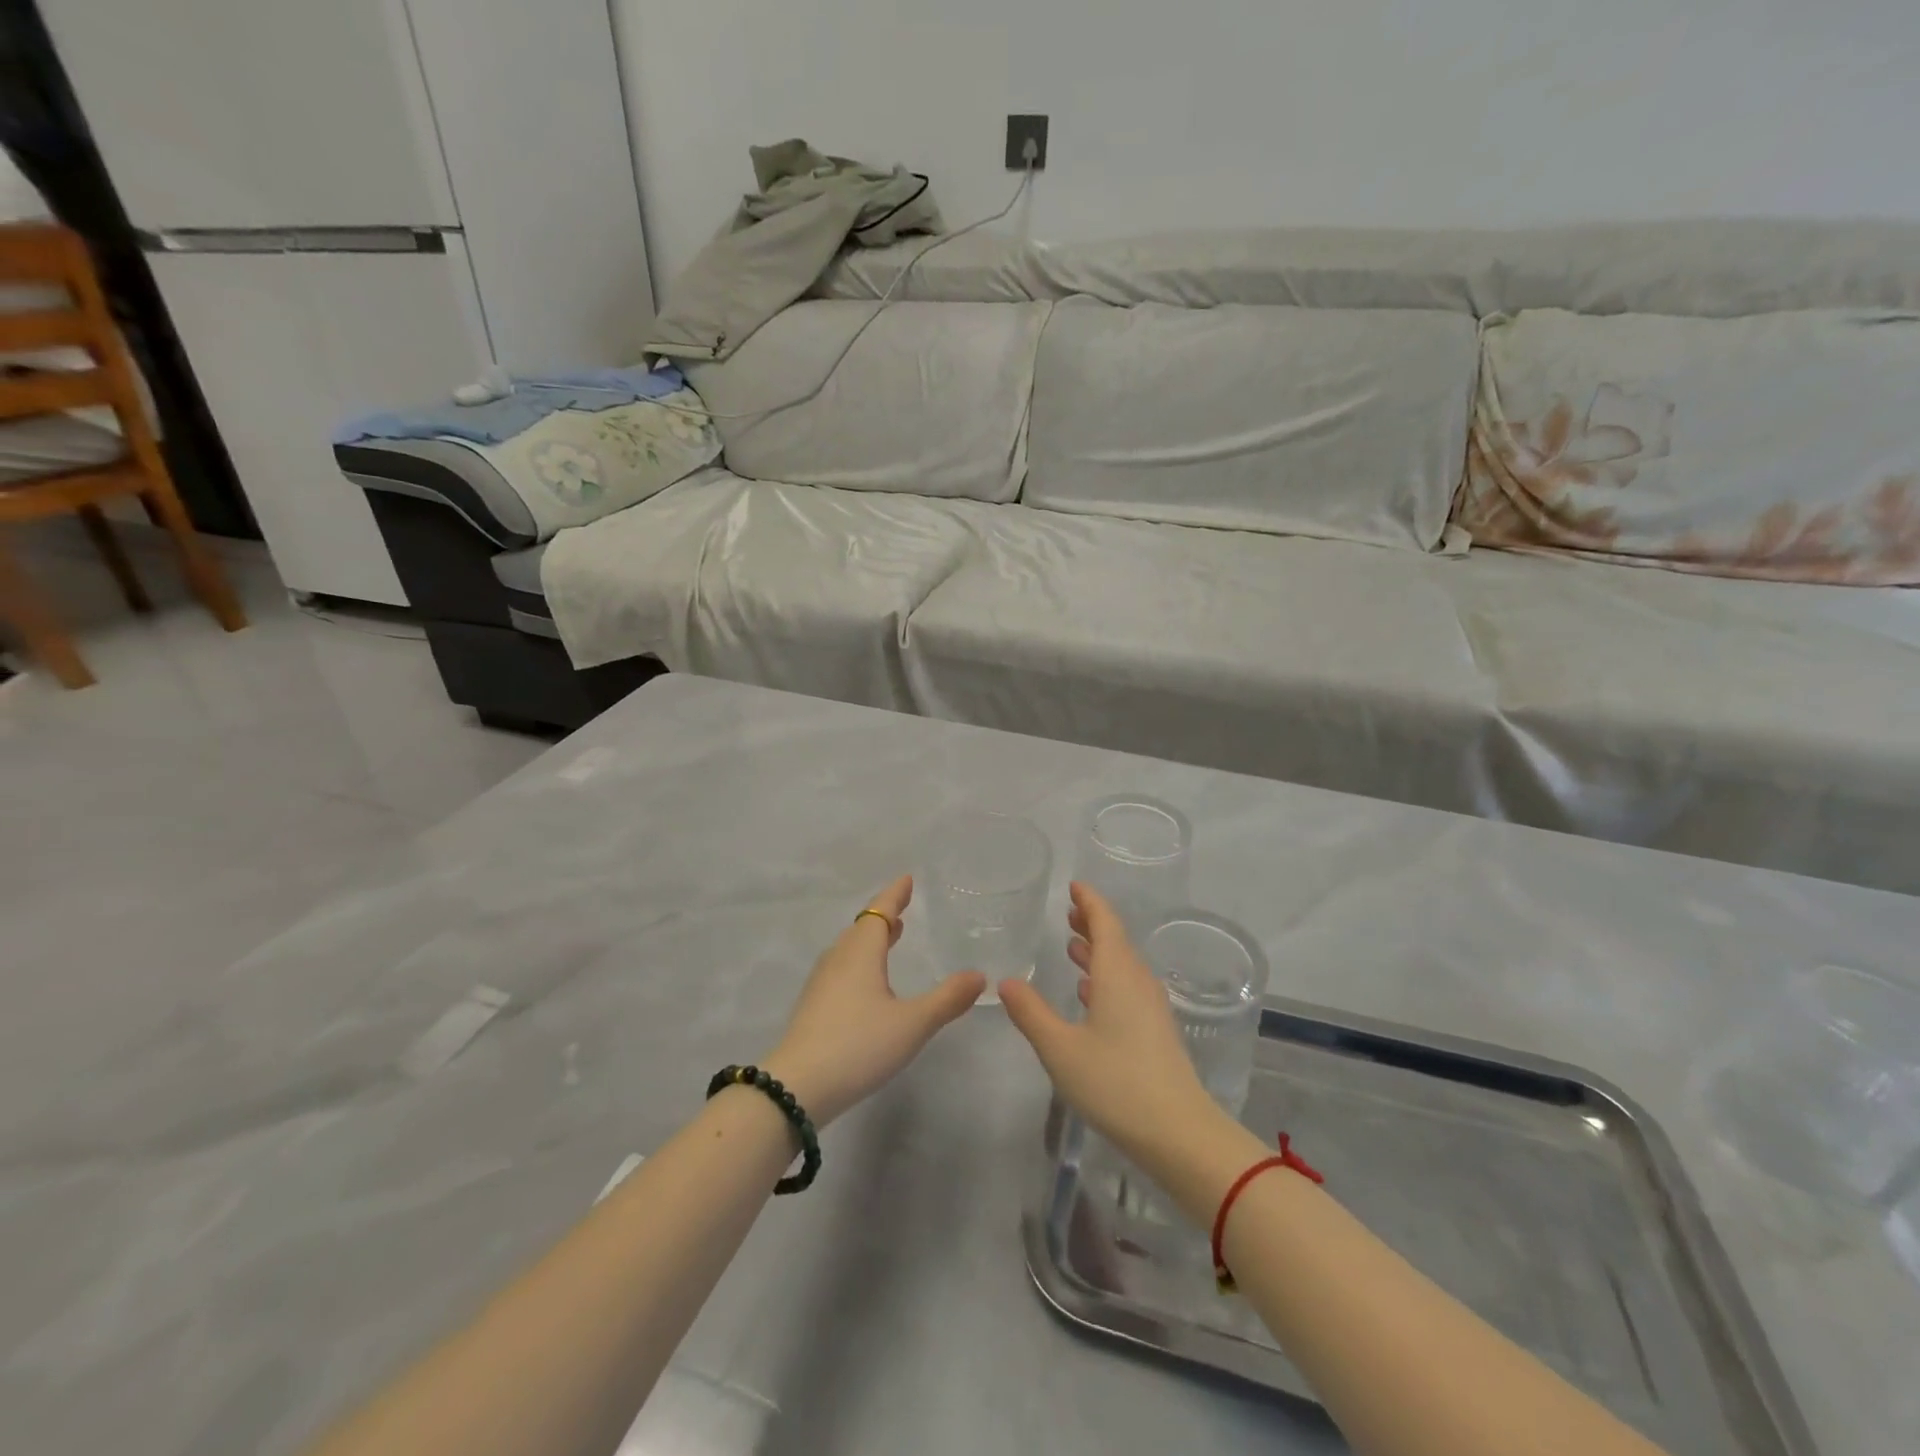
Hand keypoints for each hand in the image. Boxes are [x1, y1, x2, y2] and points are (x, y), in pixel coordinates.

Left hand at [764, 876, 985, 1125]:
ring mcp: (821, 983)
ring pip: (849, 949)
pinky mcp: (813, 1007)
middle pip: (861, 928)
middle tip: (902, 910)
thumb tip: (979, 975)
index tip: (907, 879)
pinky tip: (867, 983)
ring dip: (869, 938)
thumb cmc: (859, 1045)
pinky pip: (841, 968)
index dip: (895, 895)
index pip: (879, 912)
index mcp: (861, 953)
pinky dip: (859, 961)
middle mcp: (838, 959)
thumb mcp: (913, 1024)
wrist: (796, 1088)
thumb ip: (948, 999)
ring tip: (889, 939)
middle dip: (883, 917)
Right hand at [1000, 883, 1223, 1166]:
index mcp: (1117, 975)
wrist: (1178, 1132)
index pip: (1105, 923)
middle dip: (1093, 924)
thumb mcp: (1060, 1048)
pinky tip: (1090, 994)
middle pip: (1116, 941)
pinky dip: (1106, 978)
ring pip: (1122, 966)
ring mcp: (1150, 1008)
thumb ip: (1031, 1013)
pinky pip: (1128, 988)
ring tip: (1074, 946)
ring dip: (1099, 952)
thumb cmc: (1115, 1083)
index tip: (1074, 886)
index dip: (1089, 902)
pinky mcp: (1155, 1032)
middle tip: (1069, 912)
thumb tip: (1007, 982)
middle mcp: (1137, 982)